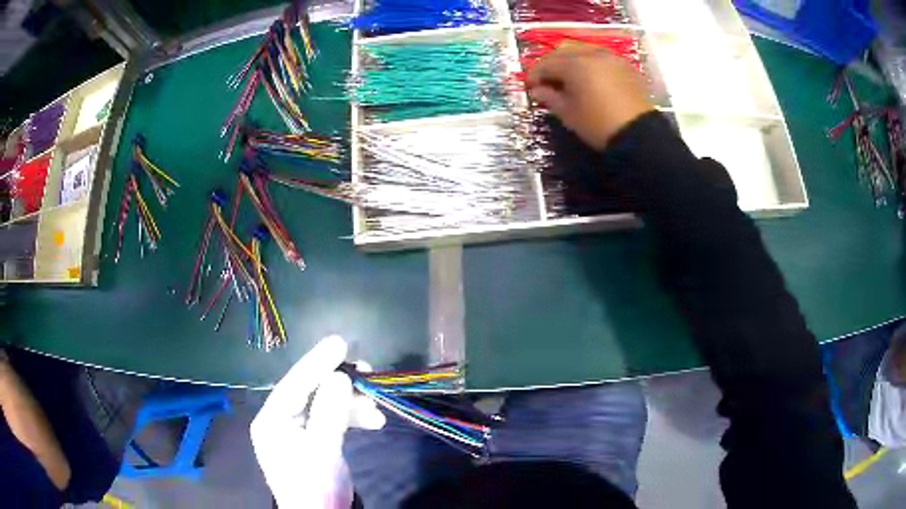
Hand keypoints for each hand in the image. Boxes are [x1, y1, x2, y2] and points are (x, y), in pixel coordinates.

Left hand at [251, 335, 385, 507]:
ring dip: (352, 402)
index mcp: (272, 420)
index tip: (340, 342)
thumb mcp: (322, 450)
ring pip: (326, 403)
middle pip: (311, 391)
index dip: (317, 363)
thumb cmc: (314, 485)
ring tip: (377, 405)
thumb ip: (329, 412)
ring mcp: (299, 429)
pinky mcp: (316, 439)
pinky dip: (353, 417)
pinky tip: (375, 420)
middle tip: (367, 369)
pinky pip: (334, 418)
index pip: (293, 384)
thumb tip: (340, 376)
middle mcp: (282, 419)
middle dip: (339, 382)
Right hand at [526, 44, 654, 149]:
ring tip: (567, 79)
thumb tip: (537, 90)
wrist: (639, 135)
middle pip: (564, 51)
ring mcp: (611, 57)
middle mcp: (592, 54)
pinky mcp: (625, 66)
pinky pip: (600, 57)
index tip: (529, 87)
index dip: (534, 75)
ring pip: (583, 50)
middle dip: (551, 64)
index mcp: (575, 65)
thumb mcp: (569, 114)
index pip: (546, 63)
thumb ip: (550, 98)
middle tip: (546, 81)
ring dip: (571, 61)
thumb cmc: (598, 125)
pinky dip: (589, 63)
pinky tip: (588, 78)